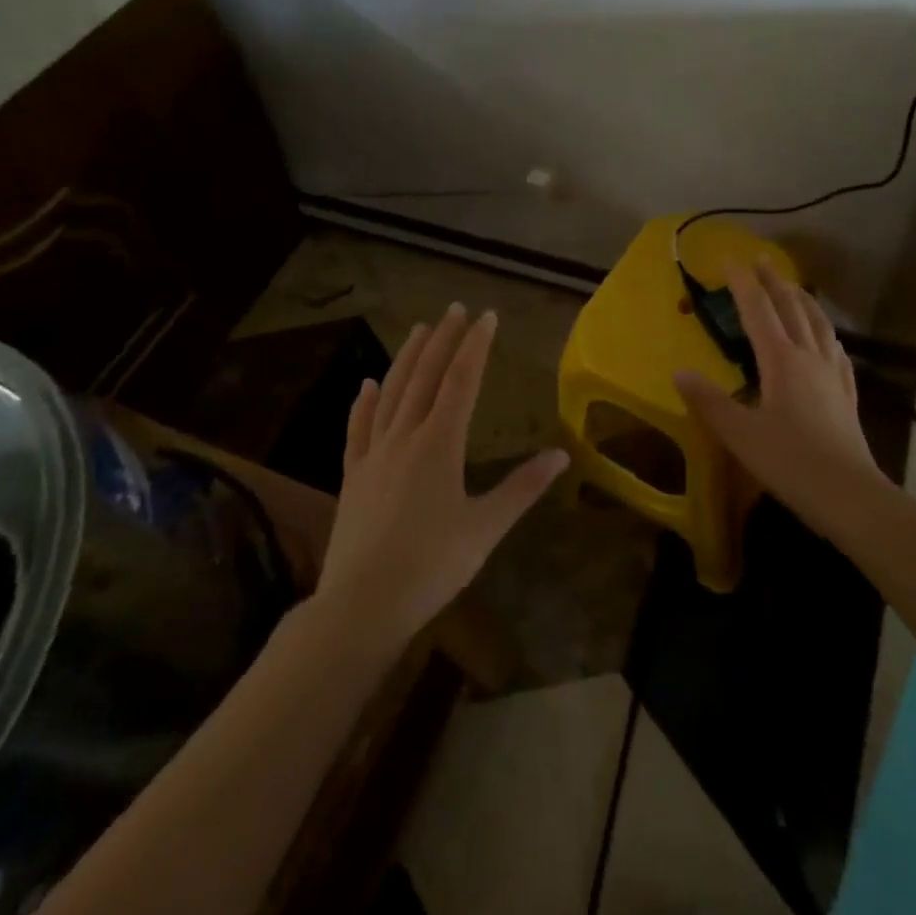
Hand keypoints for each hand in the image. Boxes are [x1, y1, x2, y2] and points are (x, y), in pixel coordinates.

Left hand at [316, 303, 567, 646]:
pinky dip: (364, 402)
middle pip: (426, 376)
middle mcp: (405, 436)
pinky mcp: (353, 475)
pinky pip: (358, 427)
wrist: (362, 605)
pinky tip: (367, 383)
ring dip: (407, 358)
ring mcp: (374, 453)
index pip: (462, 381)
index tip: (486, 315)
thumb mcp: (486, 527)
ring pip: (392, 393)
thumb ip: (523, 487)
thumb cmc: (432, 565)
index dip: (475, 345)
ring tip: (420, 329)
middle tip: (455, 309)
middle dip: (443, 340)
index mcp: (440, 443)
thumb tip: (562, 455)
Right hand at [674, 262, 886, 533]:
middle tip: (761, 259)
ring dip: (803, 300)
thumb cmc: (790, 462)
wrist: (849, 495)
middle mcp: (809, 357)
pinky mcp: (846, 394)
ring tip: (793, 287)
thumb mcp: (740, 434)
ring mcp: (833, 374)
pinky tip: (828, 338)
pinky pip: (836, 352)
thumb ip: (708, 402)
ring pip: (819, 324)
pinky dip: (827, 334)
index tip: (728, 260)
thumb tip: (679, 373)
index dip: (742, 283)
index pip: (758, 310)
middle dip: (774, 281)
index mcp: (781, 360)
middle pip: (791, 308)